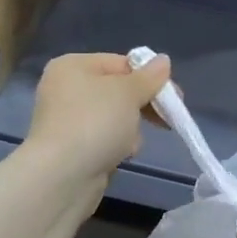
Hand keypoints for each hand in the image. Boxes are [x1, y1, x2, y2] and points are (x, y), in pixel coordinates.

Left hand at [22, 51, 171, 186]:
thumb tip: (163, 60)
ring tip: (130, 143)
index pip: (121, 63)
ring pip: (114, 117)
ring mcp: (66, 120)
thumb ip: (149, 77)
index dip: (150, 78)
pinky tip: (120, 155)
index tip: (174, 96)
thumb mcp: (128, 93)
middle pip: (118, 91)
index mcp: (72, 66)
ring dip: (130, 128)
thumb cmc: (95, 123)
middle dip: (141, 105)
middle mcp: (65, 89)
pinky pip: (104, 139)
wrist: (61, 177)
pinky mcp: (71, 148)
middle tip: (166, 119)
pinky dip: (116, 146)